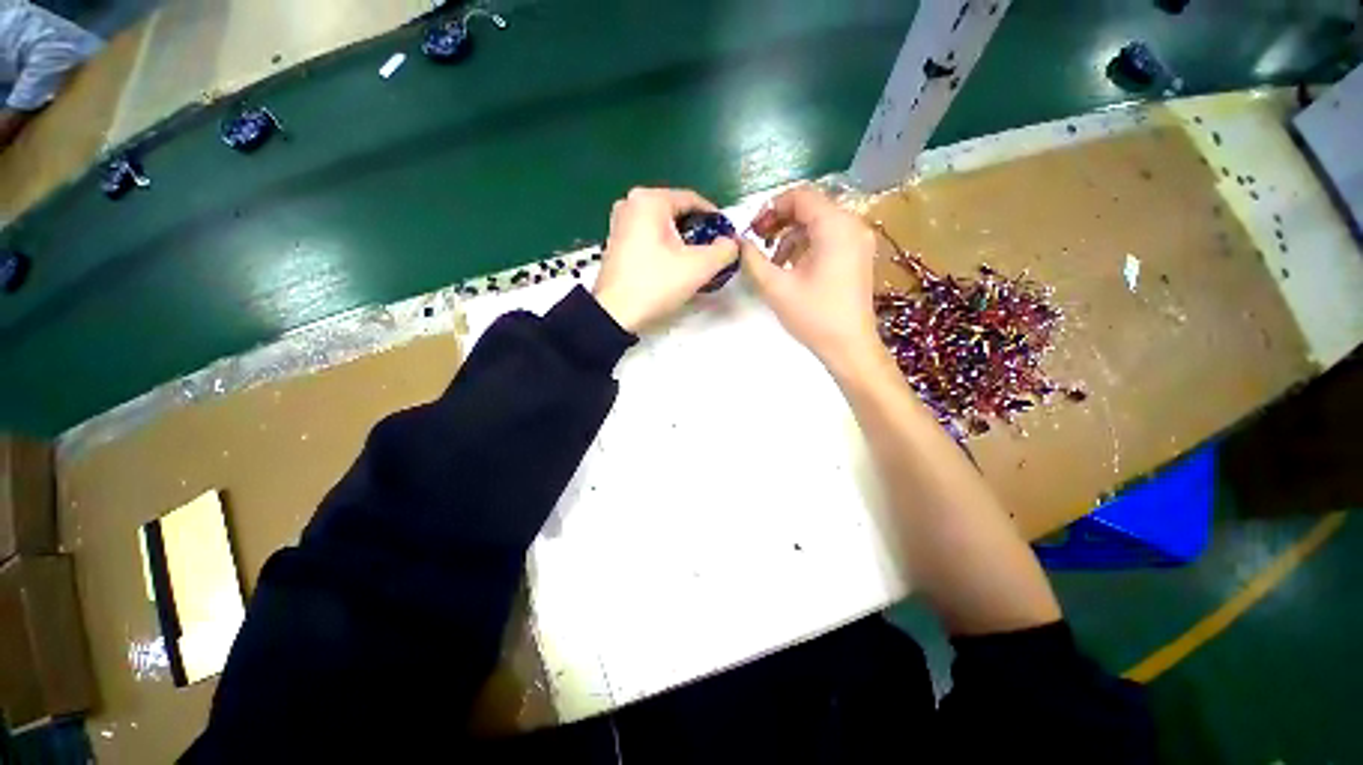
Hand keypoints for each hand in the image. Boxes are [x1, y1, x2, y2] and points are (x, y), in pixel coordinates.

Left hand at [592, 187, 738, 332]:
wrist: (615, 314)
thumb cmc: (656, 285)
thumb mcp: (698, 268)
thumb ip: (724, 250)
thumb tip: (731, 243)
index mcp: (649, 200)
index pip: (693, 200)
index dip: (715, 219)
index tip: (727, 239)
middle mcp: (631, 203)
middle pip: (677, 212)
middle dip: (698, 232)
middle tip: (712, 253)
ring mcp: (620, 222)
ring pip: (664, 226)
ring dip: (682, 241)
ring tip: (695, 262)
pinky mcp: (616, 241)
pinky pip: (650, 236)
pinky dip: (665, 246)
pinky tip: (673, 266)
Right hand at [739, 185, 882, 374]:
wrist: (849, 346)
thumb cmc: (813, 316)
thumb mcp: (776, 287)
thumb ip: (753, 259)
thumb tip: (740, 242)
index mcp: (835, 226)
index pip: (801, 196)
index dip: (772, 208)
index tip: (753, 230)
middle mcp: (852, 224)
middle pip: (811, 207)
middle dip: (780, 221)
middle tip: (759, 242)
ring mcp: (859, 239)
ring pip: (819, 222)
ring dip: (792, 235)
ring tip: (773, 260)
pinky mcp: (858, 254)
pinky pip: (829, 236)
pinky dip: (807, 244)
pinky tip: (792, 266)